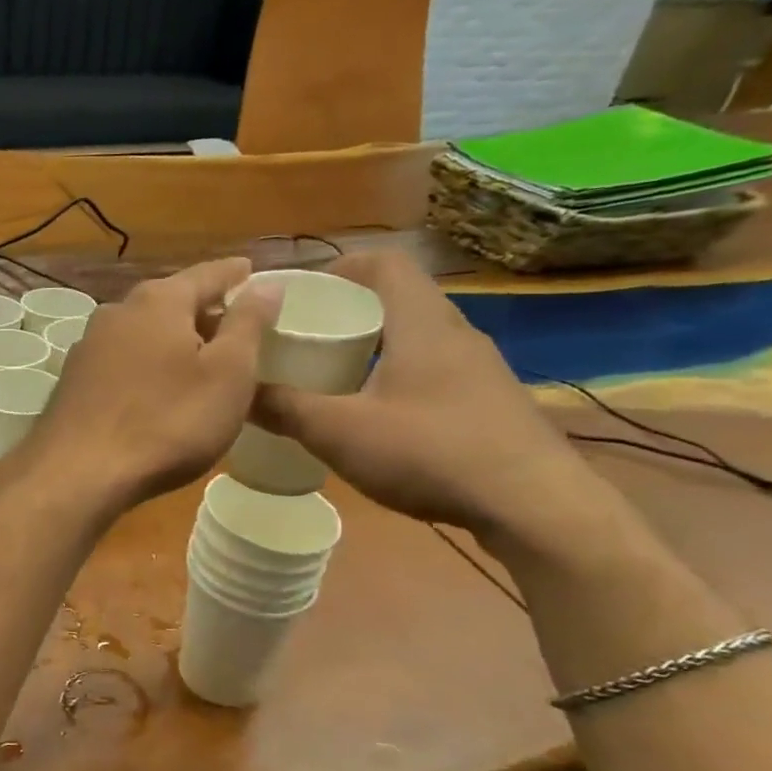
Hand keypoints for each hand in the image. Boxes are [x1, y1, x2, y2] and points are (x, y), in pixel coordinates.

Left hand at [23, 258, 280, 509]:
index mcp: (159, 301)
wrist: (78, 472)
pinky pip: (122, 359)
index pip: (208, 273)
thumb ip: (248, 324)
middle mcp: (117, 312)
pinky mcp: (74, 380)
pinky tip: (156, 387)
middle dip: (203, 308)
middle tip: (233, 322)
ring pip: (142, 330)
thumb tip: (266, 284)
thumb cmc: (167, 422)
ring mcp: (88, 346)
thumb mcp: (228, 373)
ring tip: (198, 356)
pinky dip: (146, 363)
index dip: (235, 274)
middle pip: (170, 300)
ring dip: (171, 338)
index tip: (253, 272)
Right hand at [253, 252, 595, 533]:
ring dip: (375, 347)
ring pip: (417, 339)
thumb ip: (285, 409)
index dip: (341, 267)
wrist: (534, 506)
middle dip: (349, 312)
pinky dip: (398, 377)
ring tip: (333, 376)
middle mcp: (456, 334)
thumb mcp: (340, 432)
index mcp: (422, 323)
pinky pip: (434, 372)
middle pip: (399, 300)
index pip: (385, 264)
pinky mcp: (490, 404)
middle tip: (306, 337)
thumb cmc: (430, 452)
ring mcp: (480, 370)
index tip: (303, 292)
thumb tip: (237, 393)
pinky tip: (378, 417)